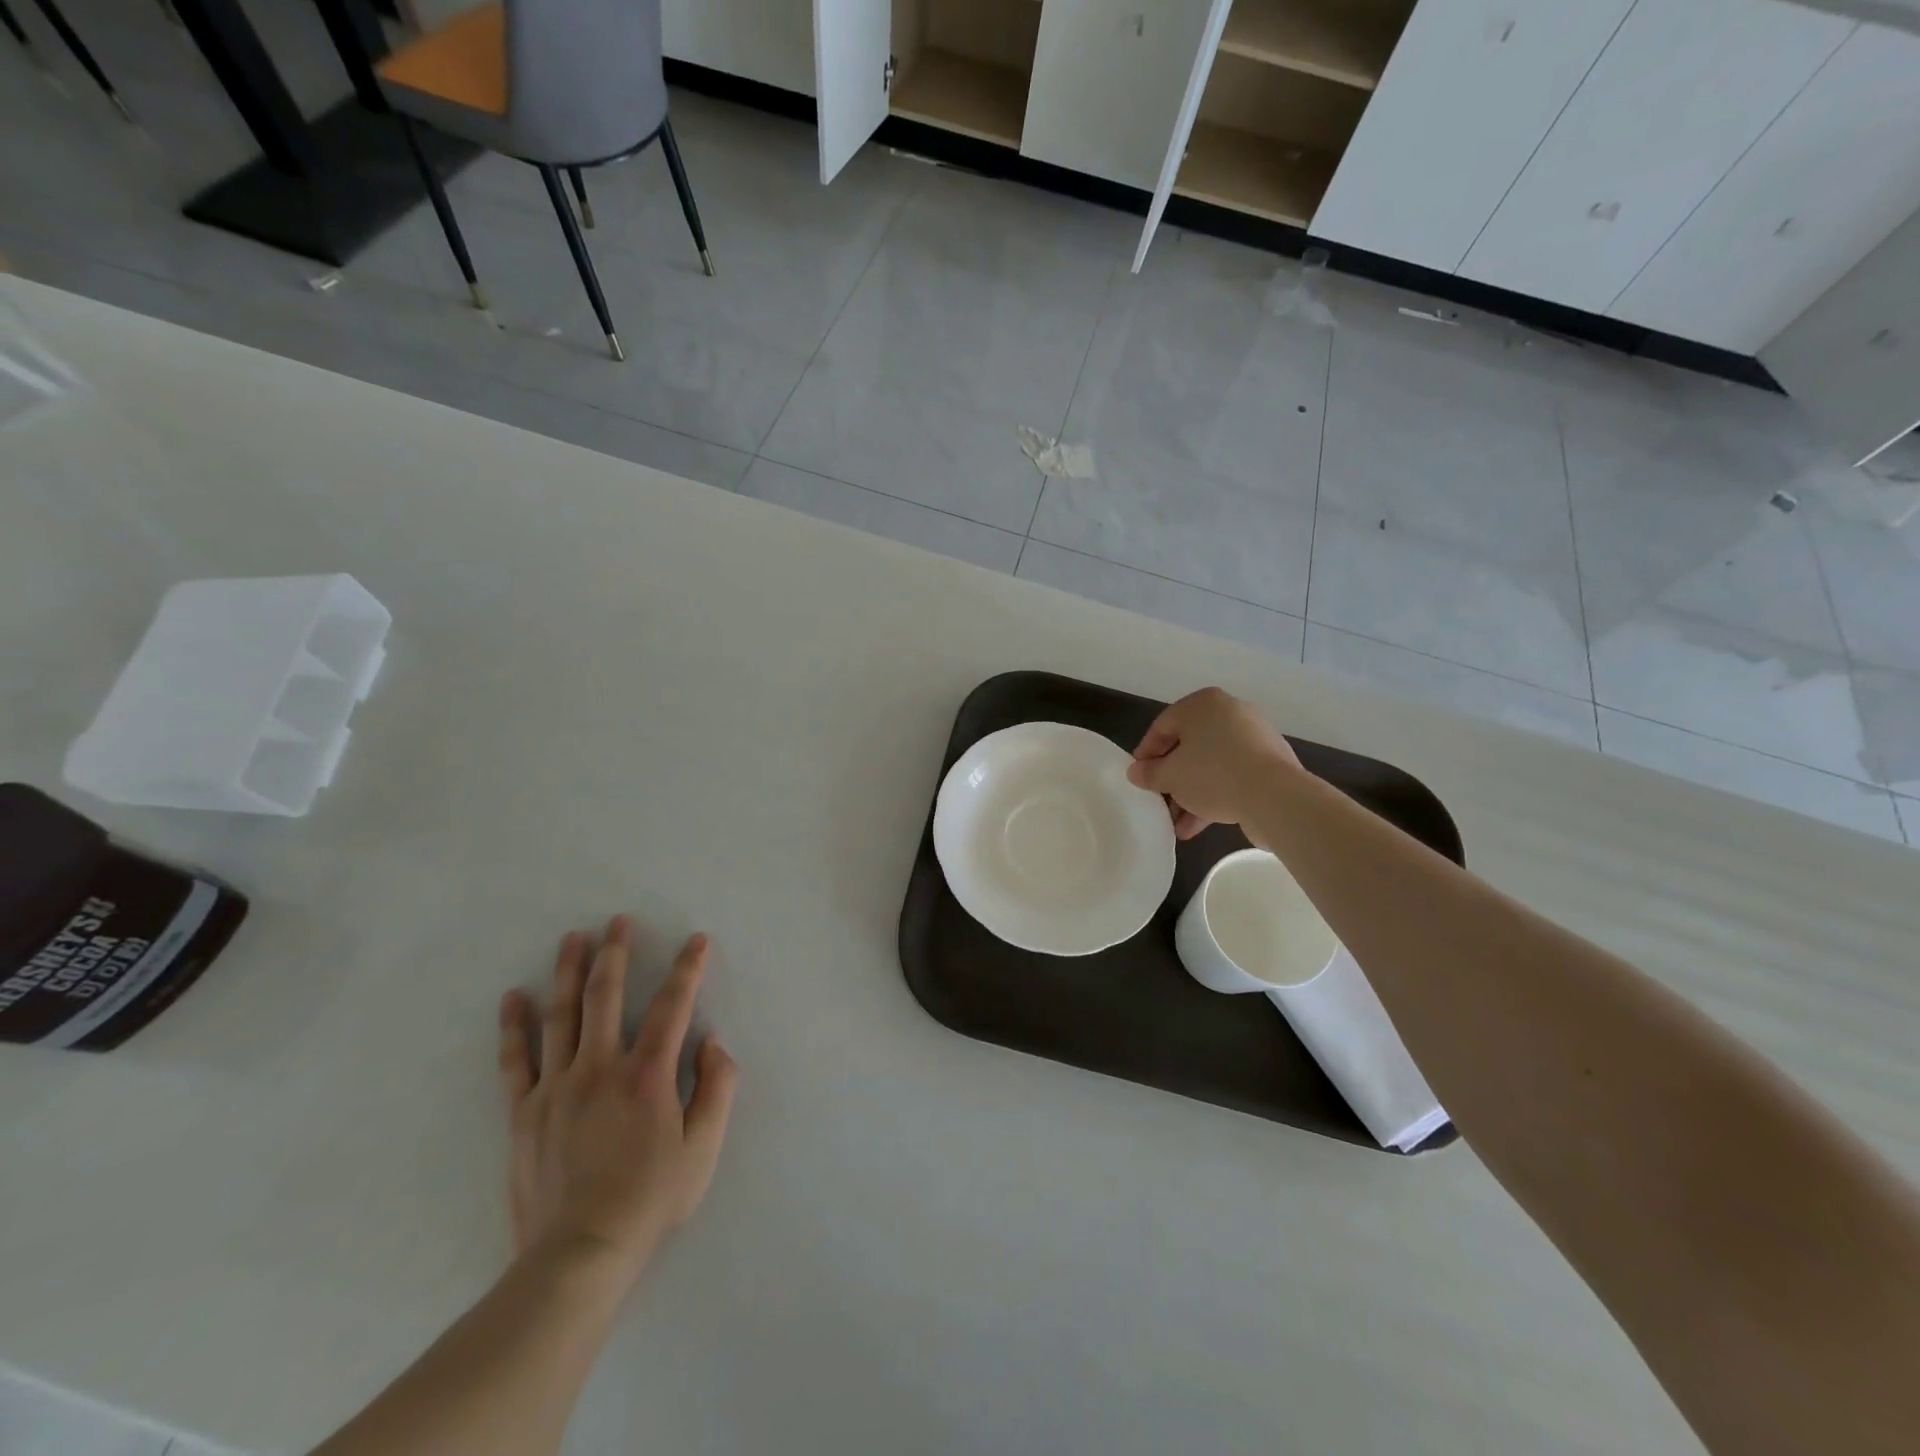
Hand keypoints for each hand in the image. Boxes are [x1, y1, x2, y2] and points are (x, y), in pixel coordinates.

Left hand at [497, 918, 738, 1286]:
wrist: (578, 1256)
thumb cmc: (649, 1200)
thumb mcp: (703, 1148)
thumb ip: (717, 1087)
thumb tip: (712, 1041)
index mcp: (647, 1075)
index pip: (672, 1006)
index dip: (687, 969)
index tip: (696, 941)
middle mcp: (600, 1068)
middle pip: (606, 996)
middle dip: (616, 953)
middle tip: (618, 921)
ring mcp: (557, 1087)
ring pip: (561, 1015)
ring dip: (568, 972)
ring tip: (573, 939)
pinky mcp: (524, 1111)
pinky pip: (516, 1060)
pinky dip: (514, 1026)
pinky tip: (514, 997)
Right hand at [1126, 687, 1300, 840]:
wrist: (1275, 797)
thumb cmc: (1212, 774)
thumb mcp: (1170, 776)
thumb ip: (1149, 773)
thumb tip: (1136, 772)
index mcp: (1203, 704)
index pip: (1163, 726)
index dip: (1146, 753)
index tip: (1137, 777)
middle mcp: (1230, 713)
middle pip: (1189, 746)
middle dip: (1171, 778)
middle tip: (1158, 799)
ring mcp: (1253, 738)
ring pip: (1210, 764)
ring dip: (1190, 793)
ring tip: (1175, 823)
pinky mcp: (1269, 764)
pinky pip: (1232, 776)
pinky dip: (1213, 796)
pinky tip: (1196, 826)